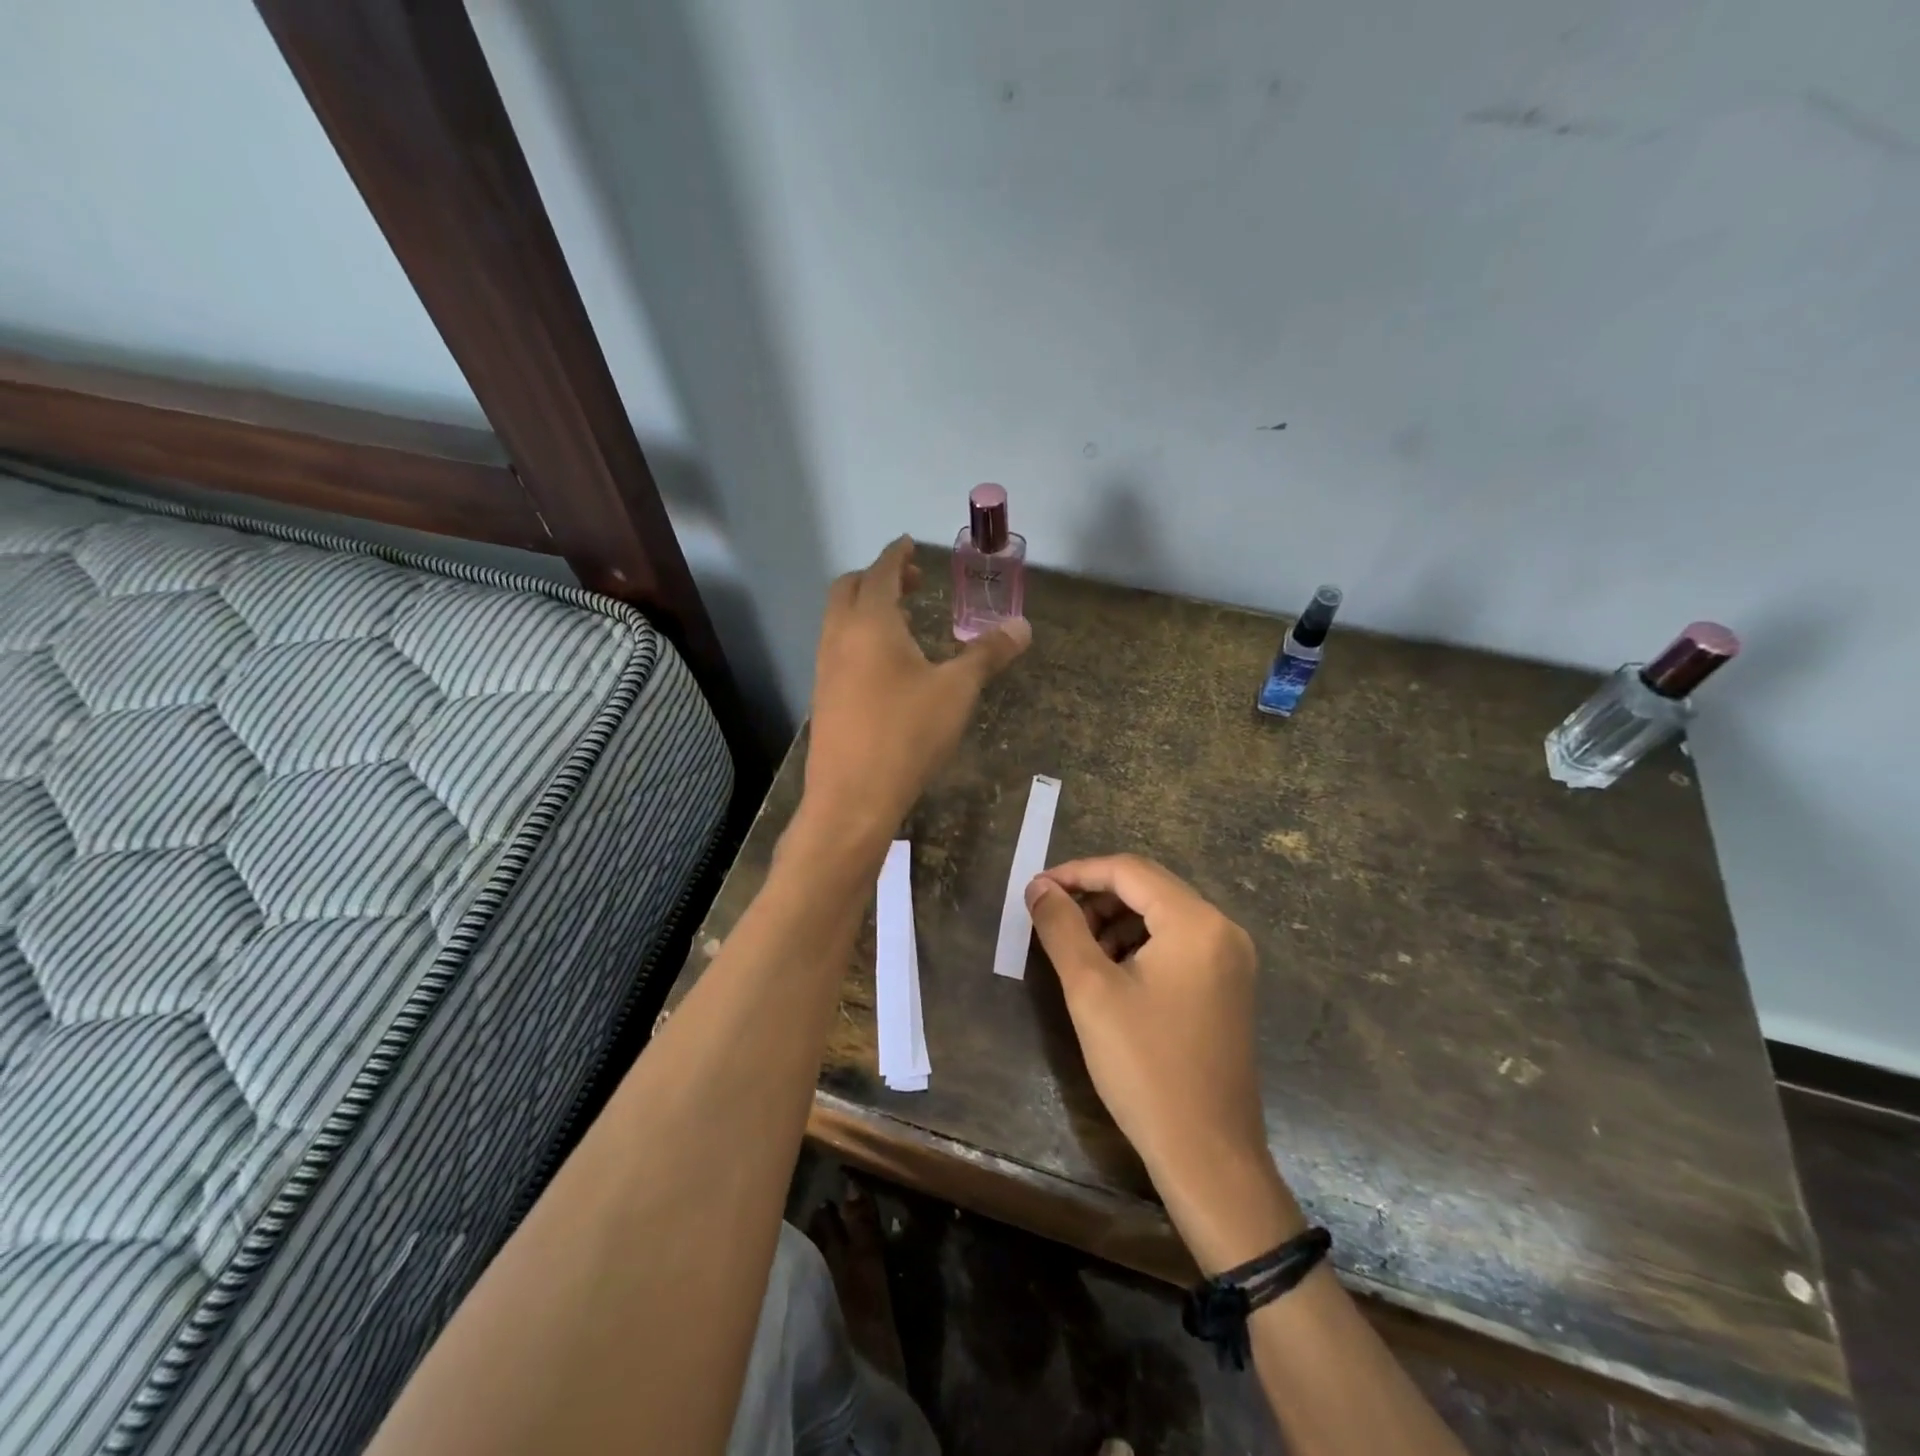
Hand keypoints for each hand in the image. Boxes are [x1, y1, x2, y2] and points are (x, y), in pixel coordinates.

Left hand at [802, 536, 1029, 844]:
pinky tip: (888, 666)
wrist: (852, 797)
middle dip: (880, 577)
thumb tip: (1022, 626)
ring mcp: (825, 666)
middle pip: (850, 588)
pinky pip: (838, 647)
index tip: (910, 543)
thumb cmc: (906, 734)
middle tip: (914, 583)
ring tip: (906, 622)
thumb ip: (988, 654)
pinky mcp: (823, 695)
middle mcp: (839, 636)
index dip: (898, 554)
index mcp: (870, 622)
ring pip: (840, 619)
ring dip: (868, 608)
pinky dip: (860, 636)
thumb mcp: (957, 691)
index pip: (882, 571)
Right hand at [1025, 855, 1303, 1272]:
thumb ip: (1061, 927)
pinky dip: (1138, 944)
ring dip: (1114, 921)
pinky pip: (1176, 943)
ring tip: (1076, 949)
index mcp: (1196, 922)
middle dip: (1094, 897)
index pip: (1128, 871)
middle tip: (1051, 920)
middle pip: (1147, 888)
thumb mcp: (1090, 990)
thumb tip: (1040, 887)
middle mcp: (1222, 929)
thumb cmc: (1145, 1066)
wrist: (1207, 1156)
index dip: (1077, 872)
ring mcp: (1231, 959)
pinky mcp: (1228, 986)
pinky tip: (1110, 972)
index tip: (1036, 890)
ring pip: (1160, 915)